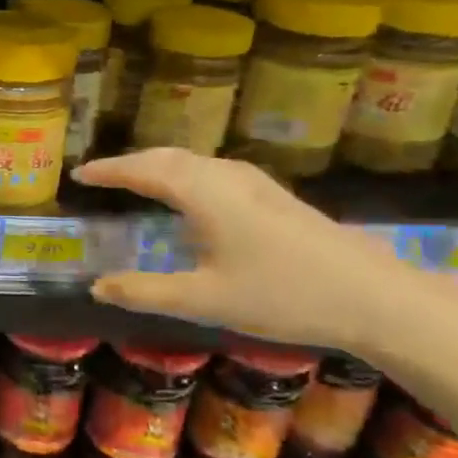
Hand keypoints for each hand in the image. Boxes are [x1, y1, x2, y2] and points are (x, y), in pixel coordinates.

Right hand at [74, 149, 457, 356]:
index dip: (108, 171)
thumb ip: (145, 292)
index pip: (143, 171)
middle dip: (130, 163)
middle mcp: (226, 178)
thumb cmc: (284, 294)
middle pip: (168, 158)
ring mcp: (255, 184)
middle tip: (101, 176)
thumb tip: (96, 286)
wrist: (378, 298)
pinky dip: (184, 174)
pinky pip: (212, 171)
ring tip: (136, 180)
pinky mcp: (274, 197)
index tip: (79, 173)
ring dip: (158, 166)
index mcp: (204, 193)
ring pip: (193, 162)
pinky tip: (191, 197)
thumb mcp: (205, 299)